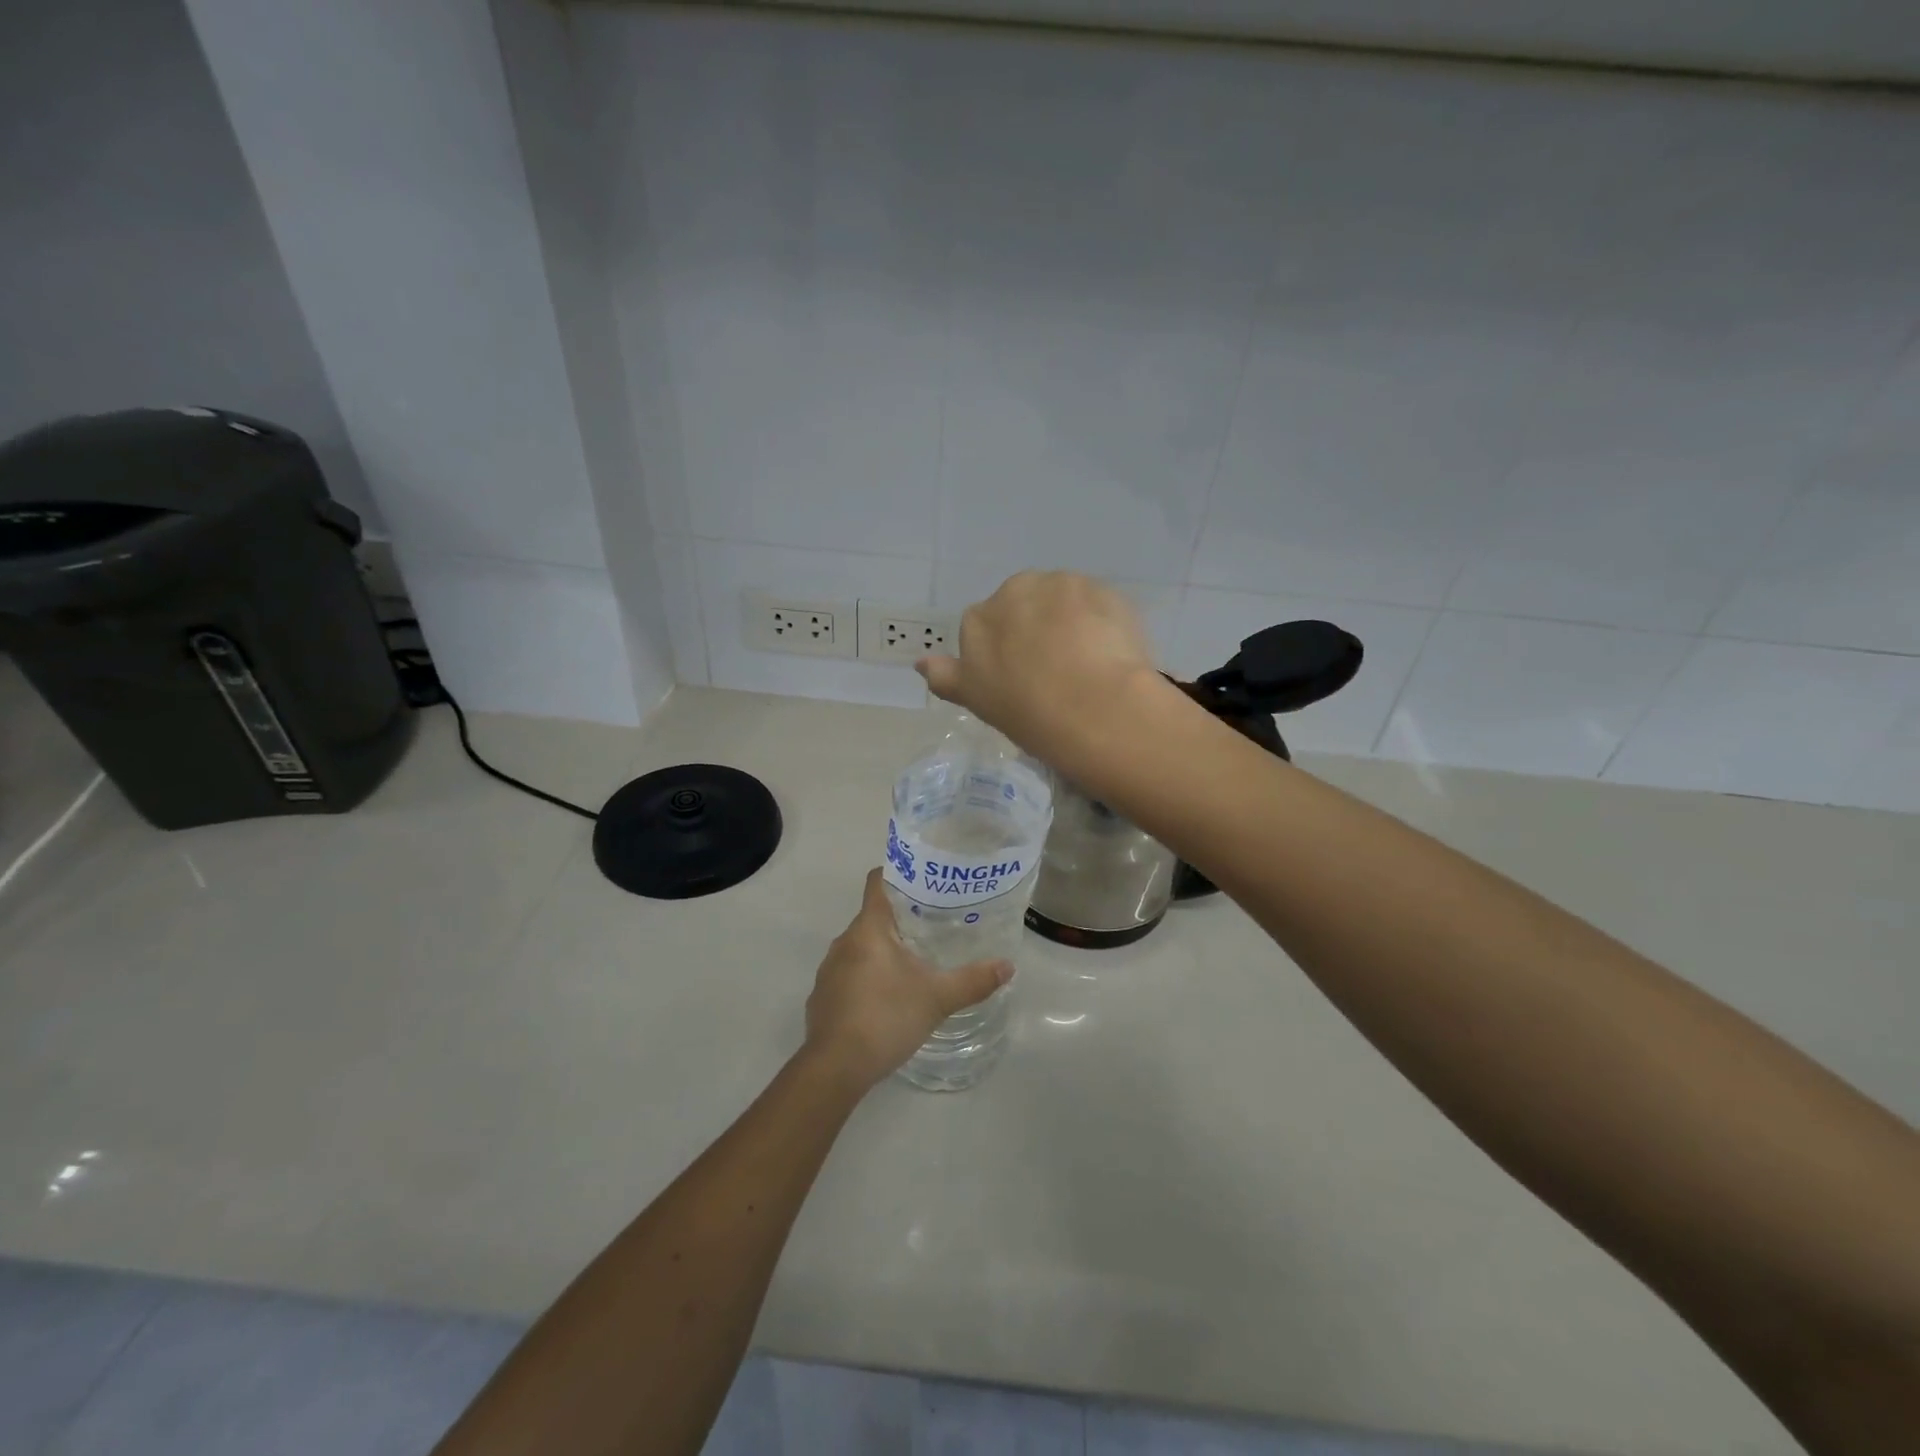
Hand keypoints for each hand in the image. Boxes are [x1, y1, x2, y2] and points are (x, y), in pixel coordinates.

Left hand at [803, 869, 1013, 1089]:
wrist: (835, 1067)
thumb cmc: (886, 1018)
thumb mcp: (938, 998)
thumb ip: (973, 980)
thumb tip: (1008, 966)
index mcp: (868, 929)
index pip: (878, 882)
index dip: (899, 875)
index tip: (925, 881)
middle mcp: (843, 941)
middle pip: (873, 916)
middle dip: (901, 919)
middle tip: (935, 926)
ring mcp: (829, 970)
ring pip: (860, 948)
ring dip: (884, 951)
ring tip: (915, 963)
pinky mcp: (822, 997)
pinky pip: (848, 975)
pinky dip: (867, 978)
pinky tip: (888, 999)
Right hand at [914, 571, 1171, 764]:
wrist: (1093, 707)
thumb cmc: (1027, 711)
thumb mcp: (976, 700)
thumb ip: (946, 677)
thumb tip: (920, 662)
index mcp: (977, 620)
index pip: (986, 628)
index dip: (1004, 654)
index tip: (1021, 680)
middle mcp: (1014, 590)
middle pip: (1023, 605)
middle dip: (1036, 628)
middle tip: (1055, 670)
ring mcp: (1061, 585)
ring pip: (1062, 601)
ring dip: (1071, 621)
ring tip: (1086, 662)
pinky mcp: (1102, 589)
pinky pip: (1098, 603)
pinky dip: (1101, 622)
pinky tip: (1109, 652)